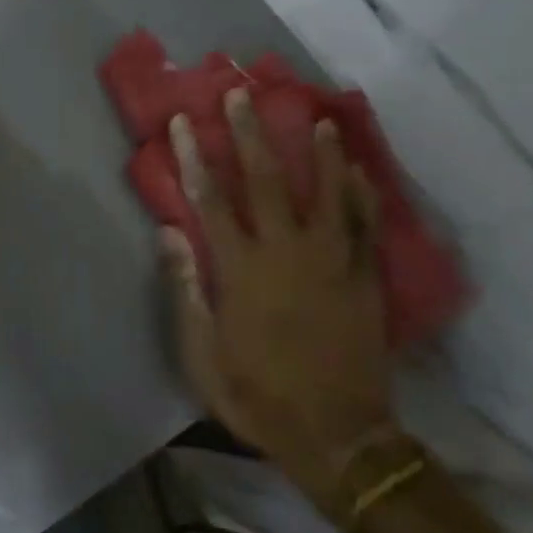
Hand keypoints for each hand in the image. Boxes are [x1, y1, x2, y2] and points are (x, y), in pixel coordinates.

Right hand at [162, 88, 395, 512]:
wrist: (339, 436)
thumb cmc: (257, 395)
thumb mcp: (202, 353)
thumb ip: (186, 288)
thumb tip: (168, 230)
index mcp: (241, 271)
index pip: (210, 200)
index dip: (195, 157)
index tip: (186, 122)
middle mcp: (286, 254)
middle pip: (265, 181)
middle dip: (250, 135)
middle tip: (243, 96)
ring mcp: (332, 263)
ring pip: (325, 193)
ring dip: (318, 152)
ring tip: (313, 116)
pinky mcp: (364, 278)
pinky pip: (364, 225)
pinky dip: (360, 193)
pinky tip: (357, 168)